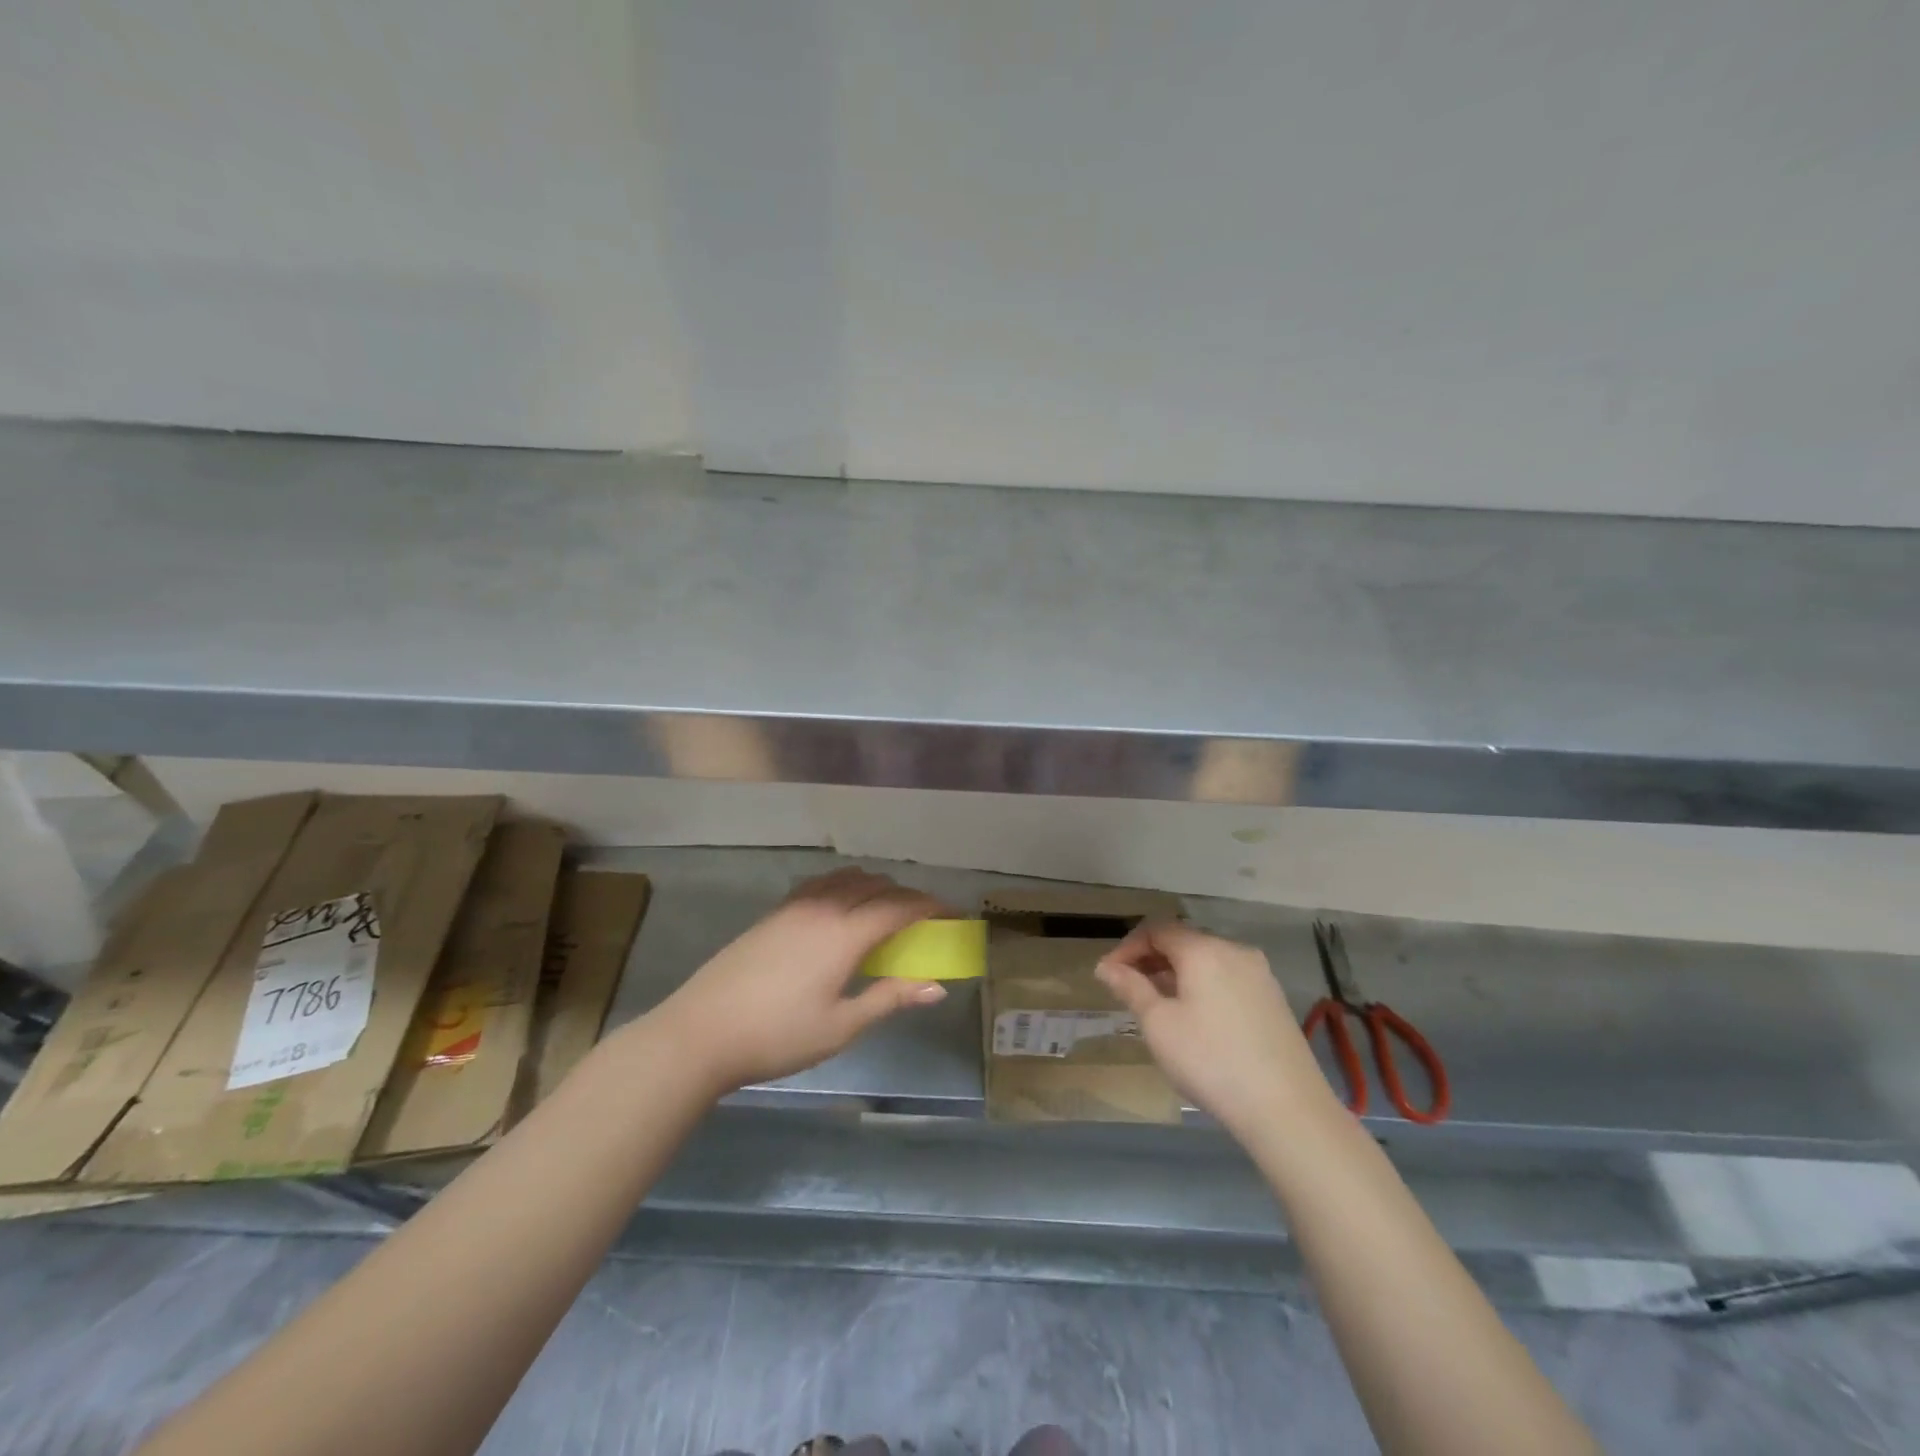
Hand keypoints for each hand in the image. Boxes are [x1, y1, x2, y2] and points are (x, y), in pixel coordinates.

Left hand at [651, 868, 950, 1095]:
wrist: (701, 1032)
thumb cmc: (778, 1035)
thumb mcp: (841, 1025)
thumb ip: (890, 999)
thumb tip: (937, 987)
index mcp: (844, 933)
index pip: (899, 907)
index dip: (931, 906)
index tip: (953, 913)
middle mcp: (823, 907)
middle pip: (875, 885)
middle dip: (906, 895)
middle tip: (923, 918)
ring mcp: (794, 906)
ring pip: (846, 878)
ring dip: (874, 886)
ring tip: (885, 910)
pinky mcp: (773, 913)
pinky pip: (821, 884)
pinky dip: (844, 886)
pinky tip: (840, 909)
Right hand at [1096, 921, 1330, 1134]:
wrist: (1287, 1109)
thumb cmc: (1211, 1061)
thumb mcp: (1159, 1025)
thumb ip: (1130, 988)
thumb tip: (1106, 967)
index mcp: (1204, 949)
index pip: (1156, 929)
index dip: (1127, 947)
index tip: (1109, 975)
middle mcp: (1234, 950)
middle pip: (1184, 941)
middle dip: (1152, 961)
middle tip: (1129, 991)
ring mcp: (1260, 974)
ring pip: (1207, 961)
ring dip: (1177, 975)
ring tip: (1159, 1007)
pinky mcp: (1274, 999)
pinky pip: (1227, 978)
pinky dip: (1203, 987)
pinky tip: (1196, 1020)